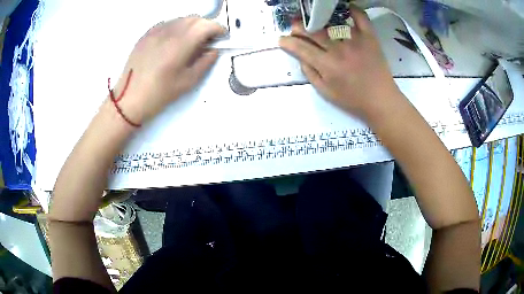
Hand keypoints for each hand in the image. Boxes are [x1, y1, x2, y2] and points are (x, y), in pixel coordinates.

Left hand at [112, 18, 224, 124]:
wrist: (129, 99)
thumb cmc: (159, 94)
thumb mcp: (188, 81)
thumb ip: (205, 62)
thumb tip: (213, 50)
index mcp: (180, 44)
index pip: (206, 25)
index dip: (218, 29)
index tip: (222, 37)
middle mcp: (168, 32)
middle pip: (194, 19)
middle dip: (206, 26)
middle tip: (208, 40)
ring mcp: (155, 32)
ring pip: (180, 20)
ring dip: (191, 26)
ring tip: (191, 41)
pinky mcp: (146, 35)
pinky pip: (167, 24)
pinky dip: (177, 28)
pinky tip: (174, 41)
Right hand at [279, 5, 401, 119]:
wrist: (381, 100)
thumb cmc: (353, 100)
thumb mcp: (326, 92)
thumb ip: (310, 73)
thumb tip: (300, 56)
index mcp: (327, 65)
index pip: (301, 48)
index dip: (287, 42)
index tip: (282, 40)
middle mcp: (339, 49)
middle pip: (313, 30)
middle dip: (298, 27)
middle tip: (296, 28)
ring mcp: (355, 41)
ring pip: (332, 22)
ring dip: (319, 18)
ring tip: (314, 19)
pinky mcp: (370, 38)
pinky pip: (360, 18)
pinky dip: (353, 10)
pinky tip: (345, 7)